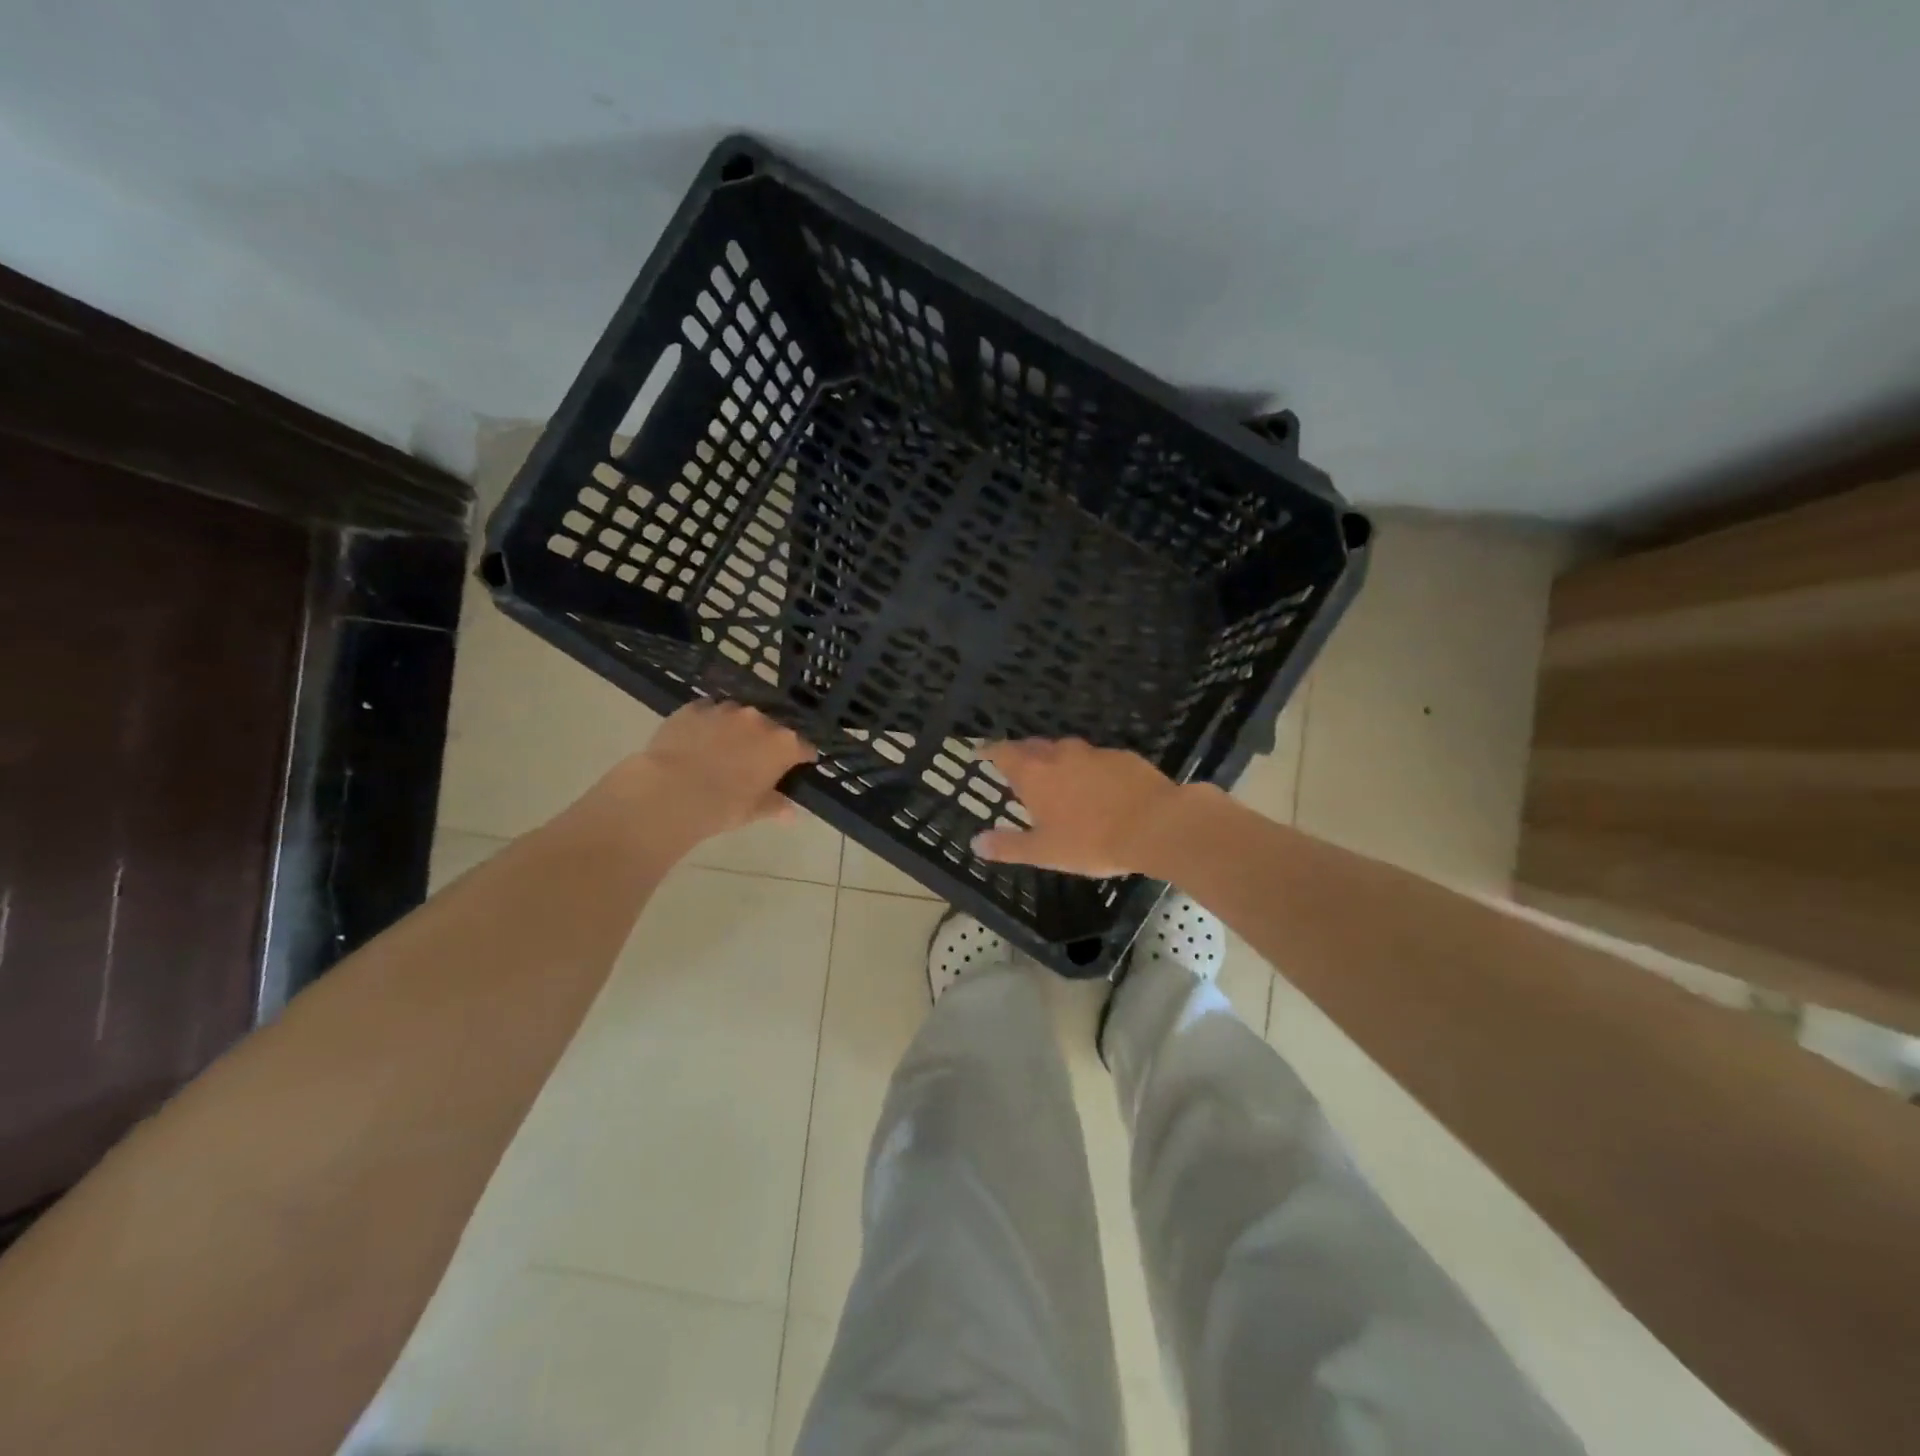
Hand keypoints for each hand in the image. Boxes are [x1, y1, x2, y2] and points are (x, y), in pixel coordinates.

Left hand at [610, 700, 814, 844]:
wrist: (671, 792)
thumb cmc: (723, 806)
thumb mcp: (754, 811)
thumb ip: (776, 806)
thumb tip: (791, 813)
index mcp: (782, 744)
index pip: (804, 747)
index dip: (802, 758)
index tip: (797, 767)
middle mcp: (759, 719)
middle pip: (772, 727)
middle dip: (767, 741)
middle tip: (755, 761)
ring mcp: (725, 709)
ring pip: (739, 716)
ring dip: (737, 728)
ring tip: (723, 748)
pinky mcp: (694, 707)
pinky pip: (708, 711)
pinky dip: (708, 723)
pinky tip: (698, 739)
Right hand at [972, 739, 1189, 877]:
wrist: (1156, 825)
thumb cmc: (1092, 841)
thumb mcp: (1044, 852)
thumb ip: (1008, 846)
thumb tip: (976, 842)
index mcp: (1035, 774)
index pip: (1004, 753)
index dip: (990, 752)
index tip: (981, 753)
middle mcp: (1060, 755)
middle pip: (1033, 746)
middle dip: (1022, 754)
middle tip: (1017, 767)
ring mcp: (1094, 753)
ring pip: (1066, 750)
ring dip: (1056, 759)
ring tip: (1056, 776)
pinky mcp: (1123, 757)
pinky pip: (1097, 758)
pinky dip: (1089, 768)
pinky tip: (1098, 786)